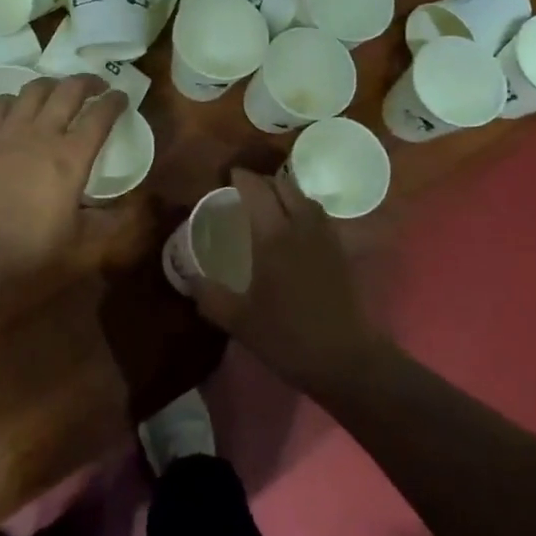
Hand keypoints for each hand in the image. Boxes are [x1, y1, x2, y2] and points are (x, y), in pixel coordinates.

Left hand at [0, 75, 128, 279]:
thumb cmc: (31, 253)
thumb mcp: (83, 246)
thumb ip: (111, 223)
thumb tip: (133, 208)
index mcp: (72, 157)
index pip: (100, 116)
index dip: (115, 102)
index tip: (122, 97)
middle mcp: (42, 135)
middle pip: (68, 90)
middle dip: (87, 82)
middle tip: (97, 87)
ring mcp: (9, 134)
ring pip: (33, 90)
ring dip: (51, 84)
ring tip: (59, 91)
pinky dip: (12, 99)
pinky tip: (17, 108)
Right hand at [194, 169, 389, 392]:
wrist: (346, 360)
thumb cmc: (287, 337)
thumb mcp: (238, 320)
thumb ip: (209, 296)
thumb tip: (190, 279)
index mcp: (273, 236)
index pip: (257, 190)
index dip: (242, 178)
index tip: (228, 176)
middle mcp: (301, 227)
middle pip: (284, 186)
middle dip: (264, 182)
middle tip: (246, 190)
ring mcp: (326, 238)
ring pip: (305, 199)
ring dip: (286, 193)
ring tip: (271, 204)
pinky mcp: (341, 253)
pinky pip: (319, 217)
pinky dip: (303, 211)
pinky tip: (295, 230)